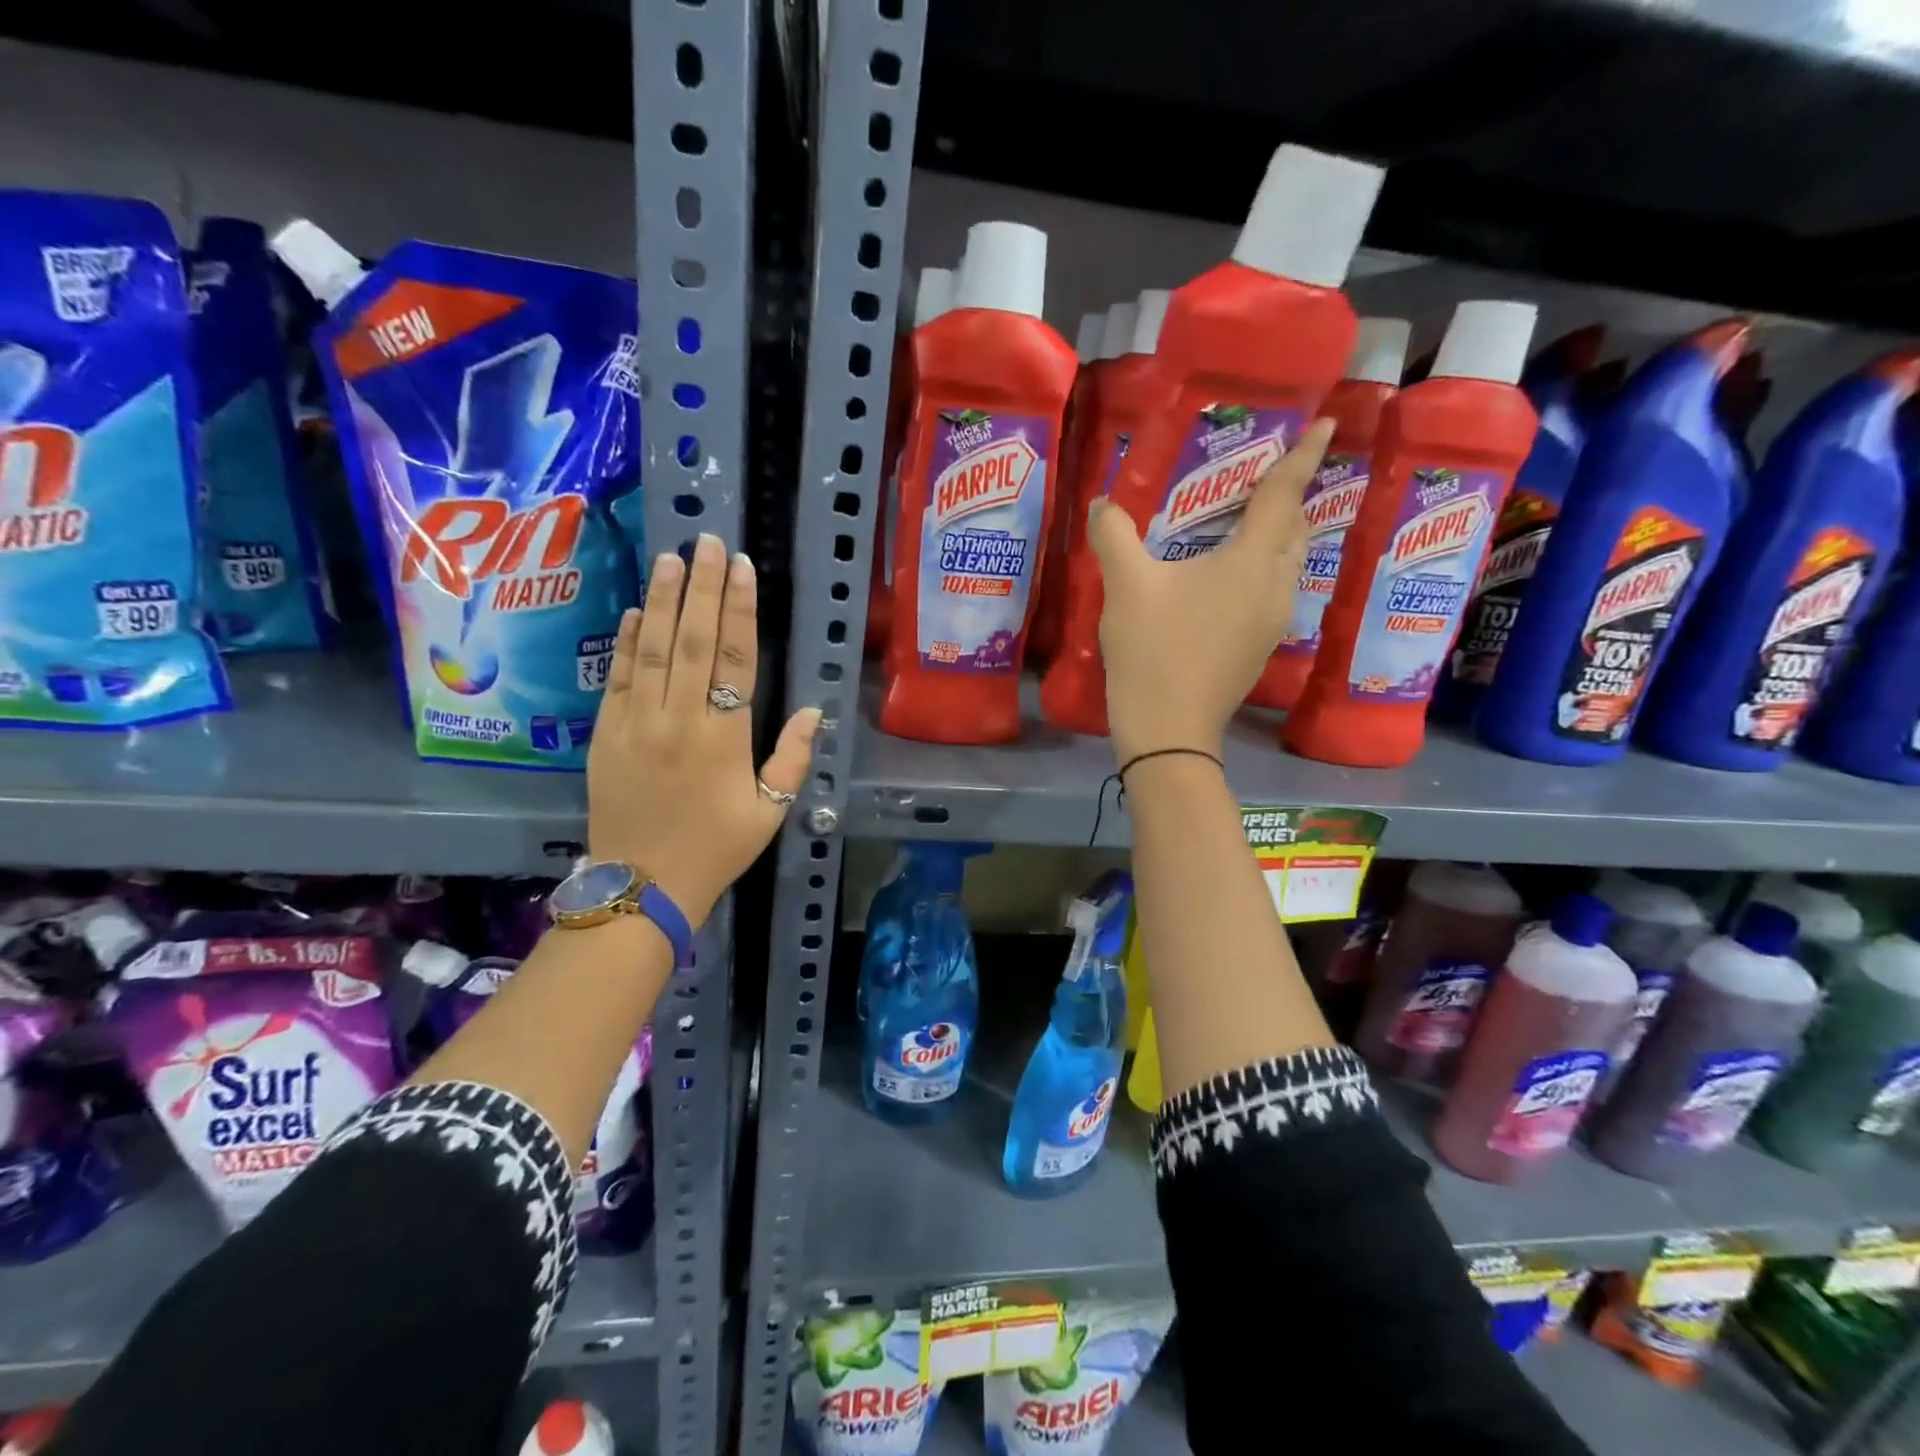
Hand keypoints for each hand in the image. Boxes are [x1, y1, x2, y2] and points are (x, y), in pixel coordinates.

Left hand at [587, 533, 821, 927]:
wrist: (643, 886)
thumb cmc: (717, 849)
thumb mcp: (770, 812)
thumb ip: (792, 758)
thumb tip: (812, 710)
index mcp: (724, 738)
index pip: (735, 658)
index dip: (739, 609)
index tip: (742, 568)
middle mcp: (678, 719)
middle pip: (692, 640)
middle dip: (700, 587)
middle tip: (707, 543)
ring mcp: (636, 723)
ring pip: (651, 649)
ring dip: (661, 600)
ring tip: (670, 558)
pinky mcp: (605, 734)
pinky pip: (616, 678)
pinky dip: (626, 642)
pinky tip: (634, 610)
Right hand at [1088, 417, 1332, 763]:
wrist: (1168, 728)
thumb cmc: (1152, 650)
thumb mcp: (1126, 586)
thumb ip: (1114, 535)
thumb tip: (1102, 504)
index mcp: (1252, 562)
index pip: (1284, 495)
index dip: (1302, 456)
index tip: (1325, 424)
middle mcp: (1276, 586)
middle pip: (1295, 529)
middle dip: (1288, 498)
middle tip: (1262, 478)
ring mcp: (1273, 621)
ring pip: (1288, 564)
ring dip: (1276, 537)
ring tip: (1245, 524)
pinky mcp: (1260, 647)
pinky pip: (1273, 592)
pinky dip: (1262, 570)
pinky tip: (1227, 578)